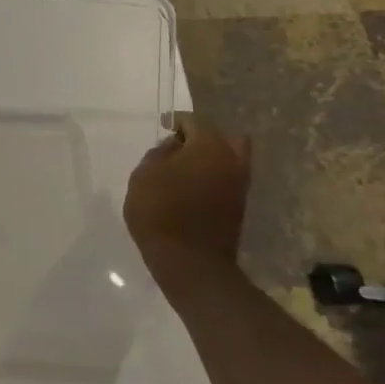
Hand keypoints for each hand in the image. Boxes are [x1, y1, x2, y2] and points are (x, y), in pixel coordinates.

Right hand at [124, 114, 250, 263]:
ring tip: (184, 168)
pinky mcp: (239, 207)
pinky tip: (192, 187)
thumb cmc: (160, 211)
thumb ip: (159, 153)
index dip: (177, 121)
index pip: (195, 122)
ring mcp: (240, 186)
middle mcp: (232, 161)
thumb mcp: (144, 175)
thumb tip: (174, 146)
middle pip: (225, 137)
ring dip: (211, 158)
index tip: (162, 126)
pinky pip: (228, 180)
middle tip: (180, 146)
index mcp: (210, 147)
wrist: (189, 262)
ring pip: (231, 159)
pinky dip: (214, 177)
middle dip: (203, 137)